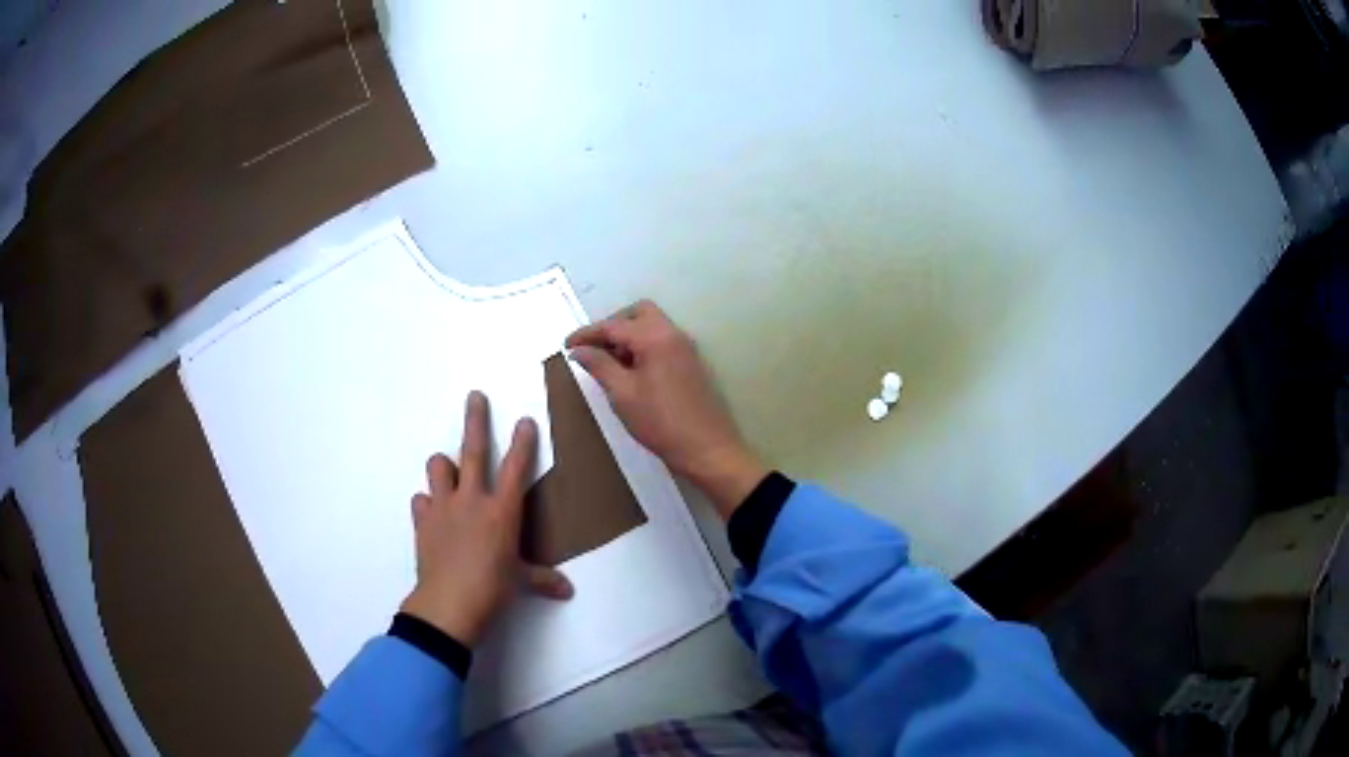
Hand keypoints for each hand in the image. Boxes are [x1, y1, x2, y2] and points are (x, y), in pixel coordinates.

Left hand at [399, 391, 572, 645]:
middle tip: (475, 396)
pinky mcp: (422, 521)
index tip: (525, 419)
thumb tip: (567, 590)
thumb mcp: (521, 581)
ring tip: (448, 469)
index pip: (517, 468)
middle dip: (476, 420)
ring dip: (444, 465)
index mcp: (502, 511)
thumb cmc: (493, 588)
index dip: (523, 442)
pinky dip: (426, 503)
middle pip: (474, 450)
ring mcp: (443, 507)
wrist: (448, 603)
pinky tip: (431, 512)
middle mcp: (472, 500)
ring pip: (438, 467)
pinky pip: (420, 501)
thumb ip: (543, 579)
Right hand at [566, 300, 766, 518]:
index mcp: (655, 337)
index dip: (586, 334)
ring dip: (627, 336)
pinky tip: (629, 371)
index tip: (565, 346)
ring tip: (608, 363)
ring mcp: (685, 347)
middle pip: (637, 313)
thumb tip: (578, 350)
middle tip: (593, 349)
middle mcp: (672, 333)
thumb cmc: (660, 422)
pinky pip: (661, 340)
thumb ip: (599, 365)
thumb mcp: (622, 394)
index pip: (613, 325)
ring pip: (651, 325)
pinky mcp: (690, 362)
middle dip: (612, 326)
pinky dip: (642, 346)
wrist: (706, 448)